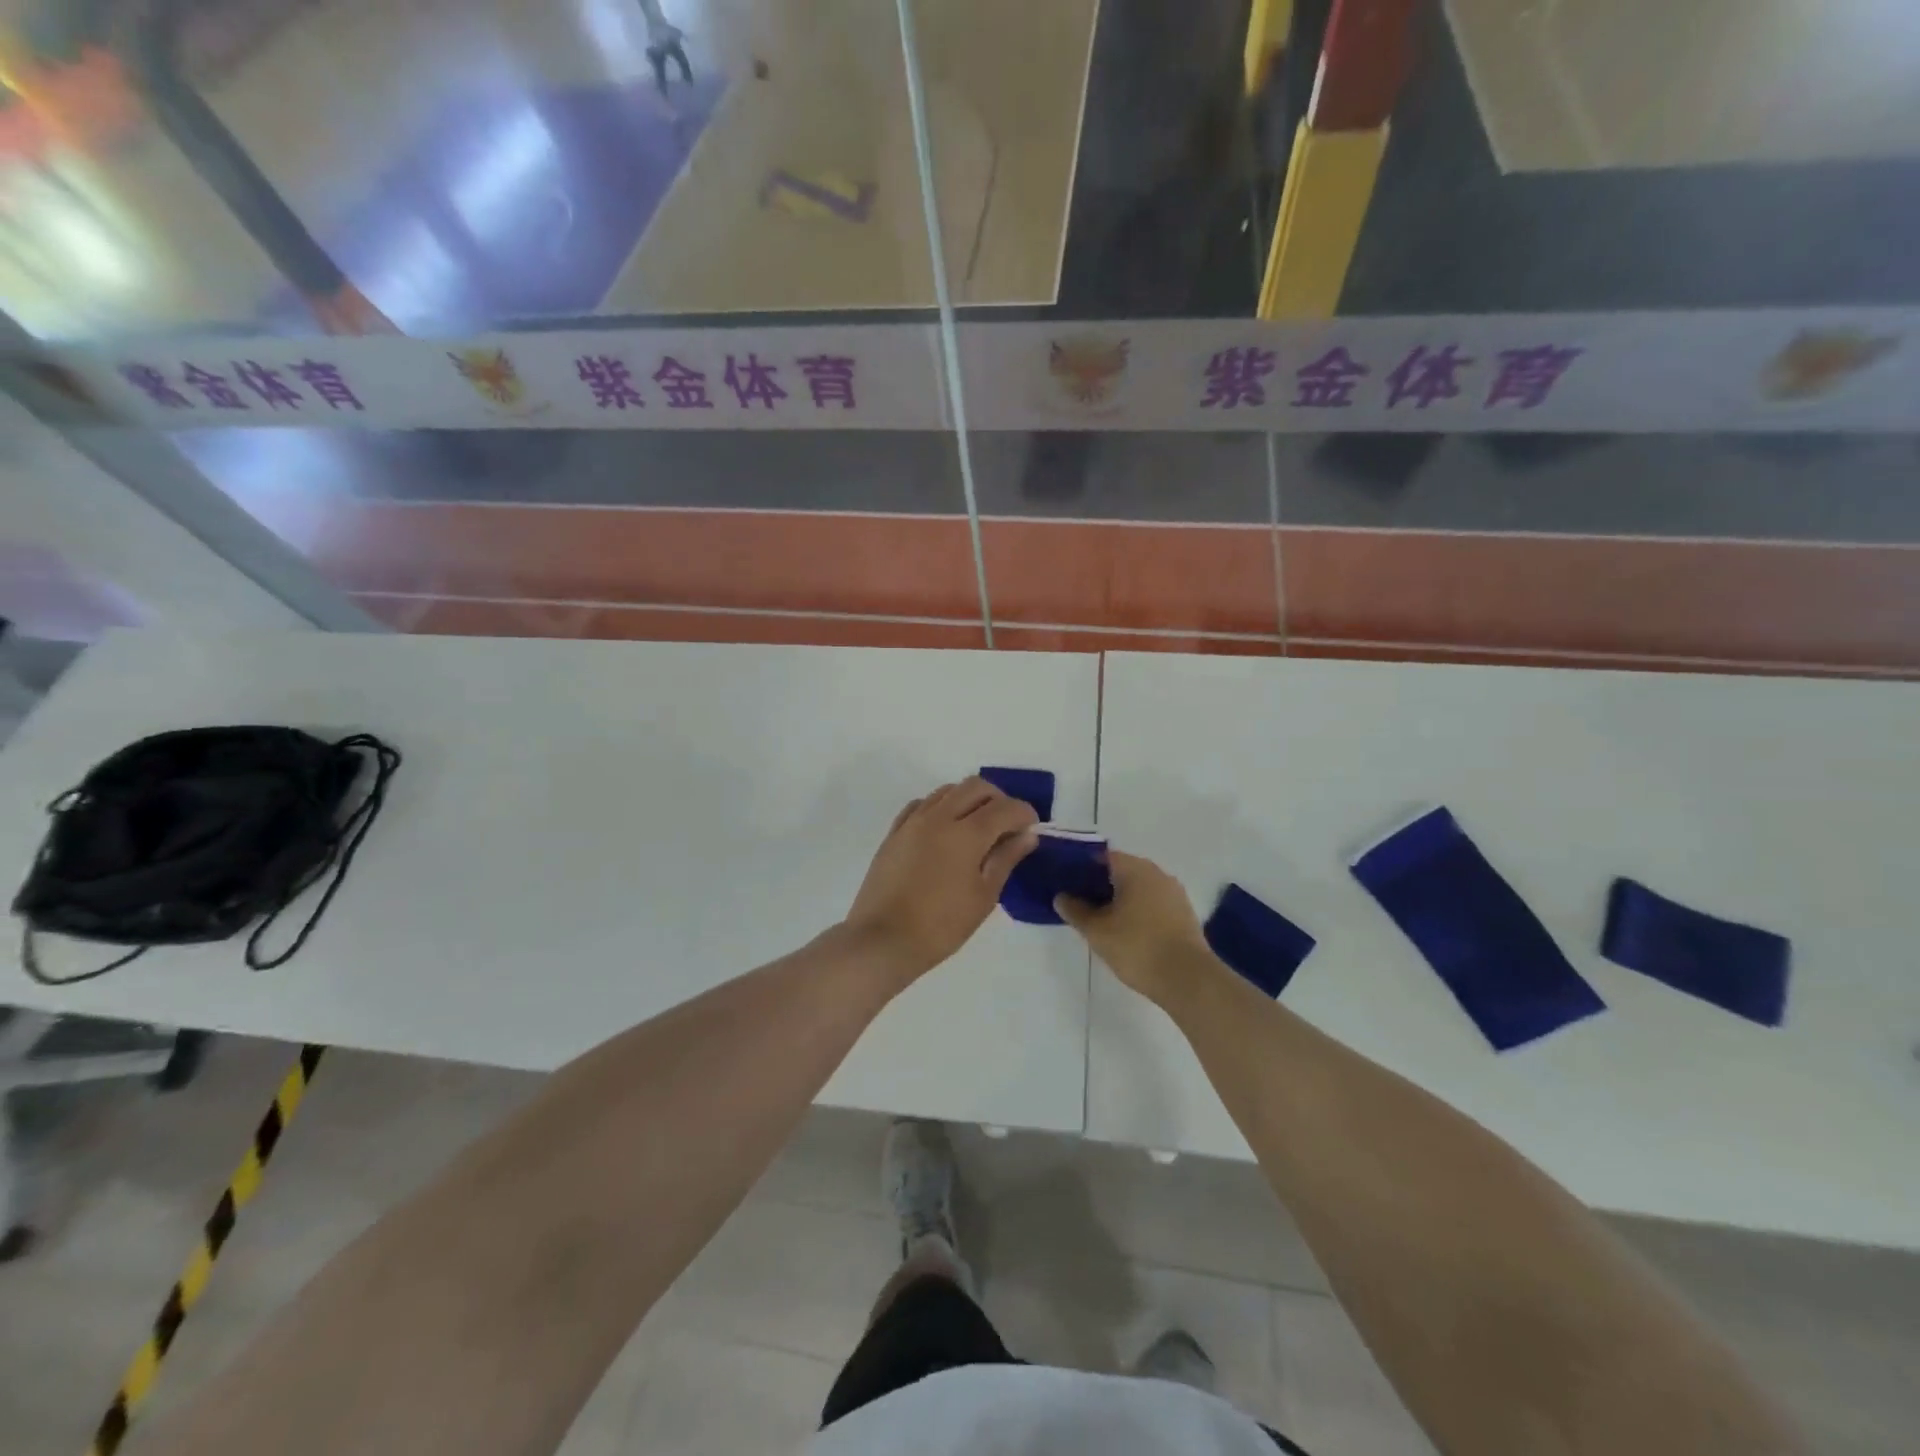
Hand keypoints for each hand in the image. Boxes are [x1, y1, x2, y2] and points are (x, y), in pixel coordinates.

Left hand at [843, 778, 1039, 983]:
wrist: (883, 939)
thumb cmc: (941, 925)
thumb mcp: (984, 896)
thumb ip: (1006, 859)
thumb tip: (1027, 835)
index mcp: (967, 833)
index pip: (1005, 807)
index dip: (1024, 813)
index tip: (1031, 828)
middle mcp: (940, 816)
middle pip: (976, 787)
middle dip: (998, 799)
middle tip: (1006, 825)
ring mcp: (913, 821)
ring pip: (947, 790)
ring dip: (969, 799)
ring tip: (976, 827)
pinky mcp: (894, 832)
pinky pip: (922, 804)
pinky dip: (940, 807)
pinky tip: (945, 830)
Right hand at [1055, 851, 1212, 1005]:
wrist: (1187, 979)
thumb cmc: (1137, 947)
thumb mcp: (1096, 930)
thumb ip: (1075, 910)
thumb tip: (1061, 897)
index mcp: (1135, 868)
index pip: (1101, 857)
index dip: (1081, 869)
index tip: (1066, 885)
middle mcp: (1157, 873)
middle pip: (1121, 871)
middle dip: (1100, 885)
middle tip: (1079, 904)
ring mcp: (1174, 893)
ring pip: (1138, 889)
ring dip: (1120, 900)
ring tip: (1101, 921)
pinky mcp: (1184, 914)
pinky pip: (1153, 904)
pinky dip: (1138, 912)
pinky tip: (1126, 932)